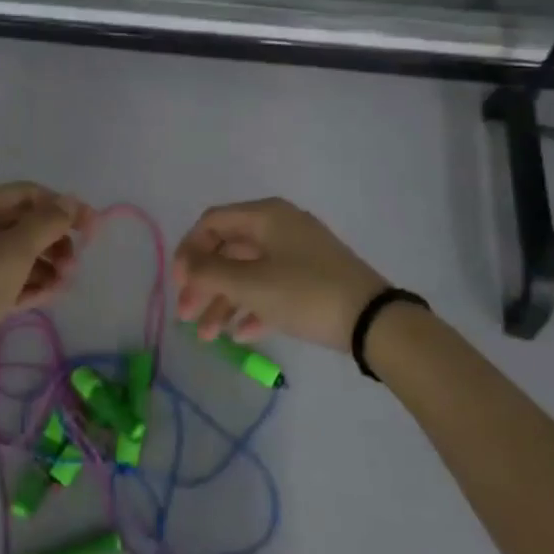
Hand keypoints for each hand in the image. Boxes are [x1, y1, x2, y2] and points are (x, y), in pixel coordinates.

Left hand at [0, 182, 93, 367]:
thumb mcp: (9, 255)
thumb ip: (44, 225)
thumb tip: (71, 203)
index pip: (26, 194)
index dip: (61, 207)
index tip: (92, 230)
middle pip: (22, 222)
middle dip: (53, 239)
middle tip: (74, 264)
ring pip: (16, 252)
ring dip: (45, 263)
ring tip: (65, 284)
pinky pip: (6, 278)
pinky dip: (29, 283)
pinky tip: (50, 295)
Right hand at [172, 198, 387, 351]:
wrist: (374, 322)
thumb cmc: (304, 293)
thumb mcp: (250, 284)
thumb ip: (209, 272)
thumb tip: (186, 266)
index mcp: (265, 215)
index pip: (211, 222)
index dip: (188, 250)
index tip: (178, 284)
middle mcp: (280, 227)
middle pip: (228, 250)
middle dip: (204, 284)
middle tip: (186, 316)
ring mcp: (298, 254)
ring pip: (248, 273)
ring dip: (224, 302)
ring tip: (209, 337)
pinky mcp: (313, 280)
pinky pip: (272, 287)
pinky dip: (252, 307)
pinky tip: (241, 335)